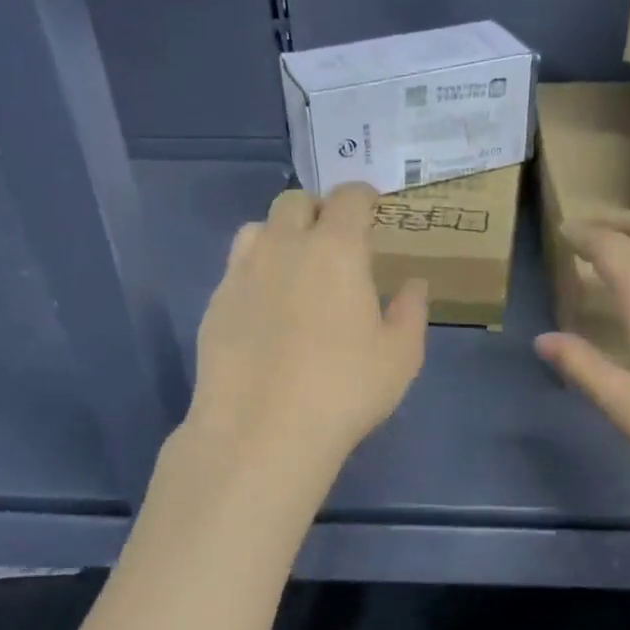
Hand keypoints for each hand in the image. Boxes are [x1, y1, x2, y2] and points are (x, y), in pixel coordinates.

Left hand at [185, 183, 427, 477]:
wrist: (260, 432)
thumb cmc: (343, 390)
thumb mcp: (399, 356)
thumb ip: (410, 311)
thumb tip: (413, 284)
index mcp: (335, 248)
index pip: (349, 197)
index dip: (363, 197)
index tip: (372, 211)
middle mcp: (284, 245)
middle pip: (295, 201)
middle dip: (318, 211)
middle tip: (335, 242)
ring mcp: (242, 272)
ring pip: (258, 228)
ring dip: (281, 235)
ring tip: (295, 268)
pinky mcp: (216, 303)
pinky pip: (237, 268)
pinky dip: (256, 272)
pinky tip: (266, 309)